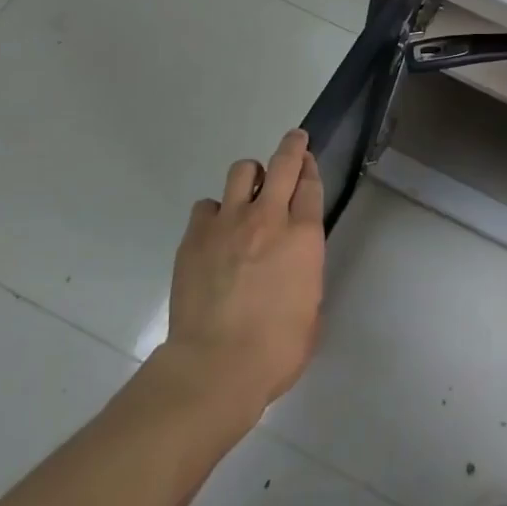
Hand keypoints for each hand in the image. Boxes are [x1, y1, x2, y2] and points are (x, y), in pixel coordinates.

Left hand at [160, 129, 324, 423]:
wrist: (216, 365)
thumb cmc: (275, 350)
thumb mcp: (310, 313)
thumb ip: (304, 278)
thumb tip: (293, 271)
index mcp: (303, 237)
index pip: (311, 185)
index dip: (311, 167)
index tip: (308, 160)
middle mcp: (268, 218)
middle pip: (283, 164)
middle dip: (292, 147)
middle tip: (295, 140)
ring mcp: (228, 222)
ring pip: (241, 172)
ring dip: (251, 176)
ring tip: (249, 189)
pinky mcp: (195, 235)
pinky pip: (206, 206)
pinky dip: (214, 212)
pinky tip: (214, 230)